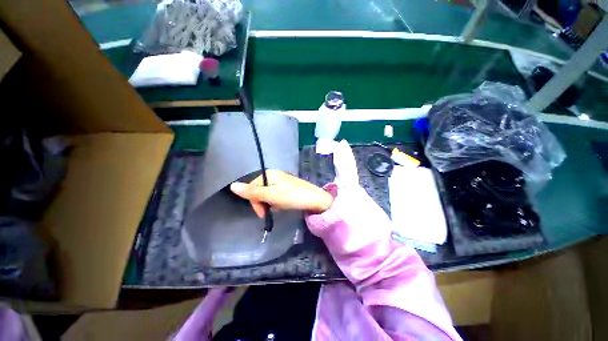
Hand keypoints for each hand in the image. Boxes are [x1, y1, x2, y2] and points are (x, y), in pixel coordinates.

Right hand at [230, 170, 333, 217]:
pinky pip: (275, 195)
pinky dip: (276, 202)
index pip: (252, 187)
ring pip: (267, 194)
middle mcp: (274, 175)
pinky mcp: (287, 187)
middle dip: (262, 203)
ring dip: (270, 203)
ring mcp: (281, 181)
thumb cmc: (293, 196)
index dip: (254, 201)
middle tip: (271, 212)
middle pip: (259, 190)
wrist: (316, 200)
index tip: (262, 213)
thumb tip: (232, 186)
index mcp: (270, 174)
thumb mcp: (271, 195)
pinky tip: (283, 206)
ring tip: (279, 208)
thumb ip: (253, 192)